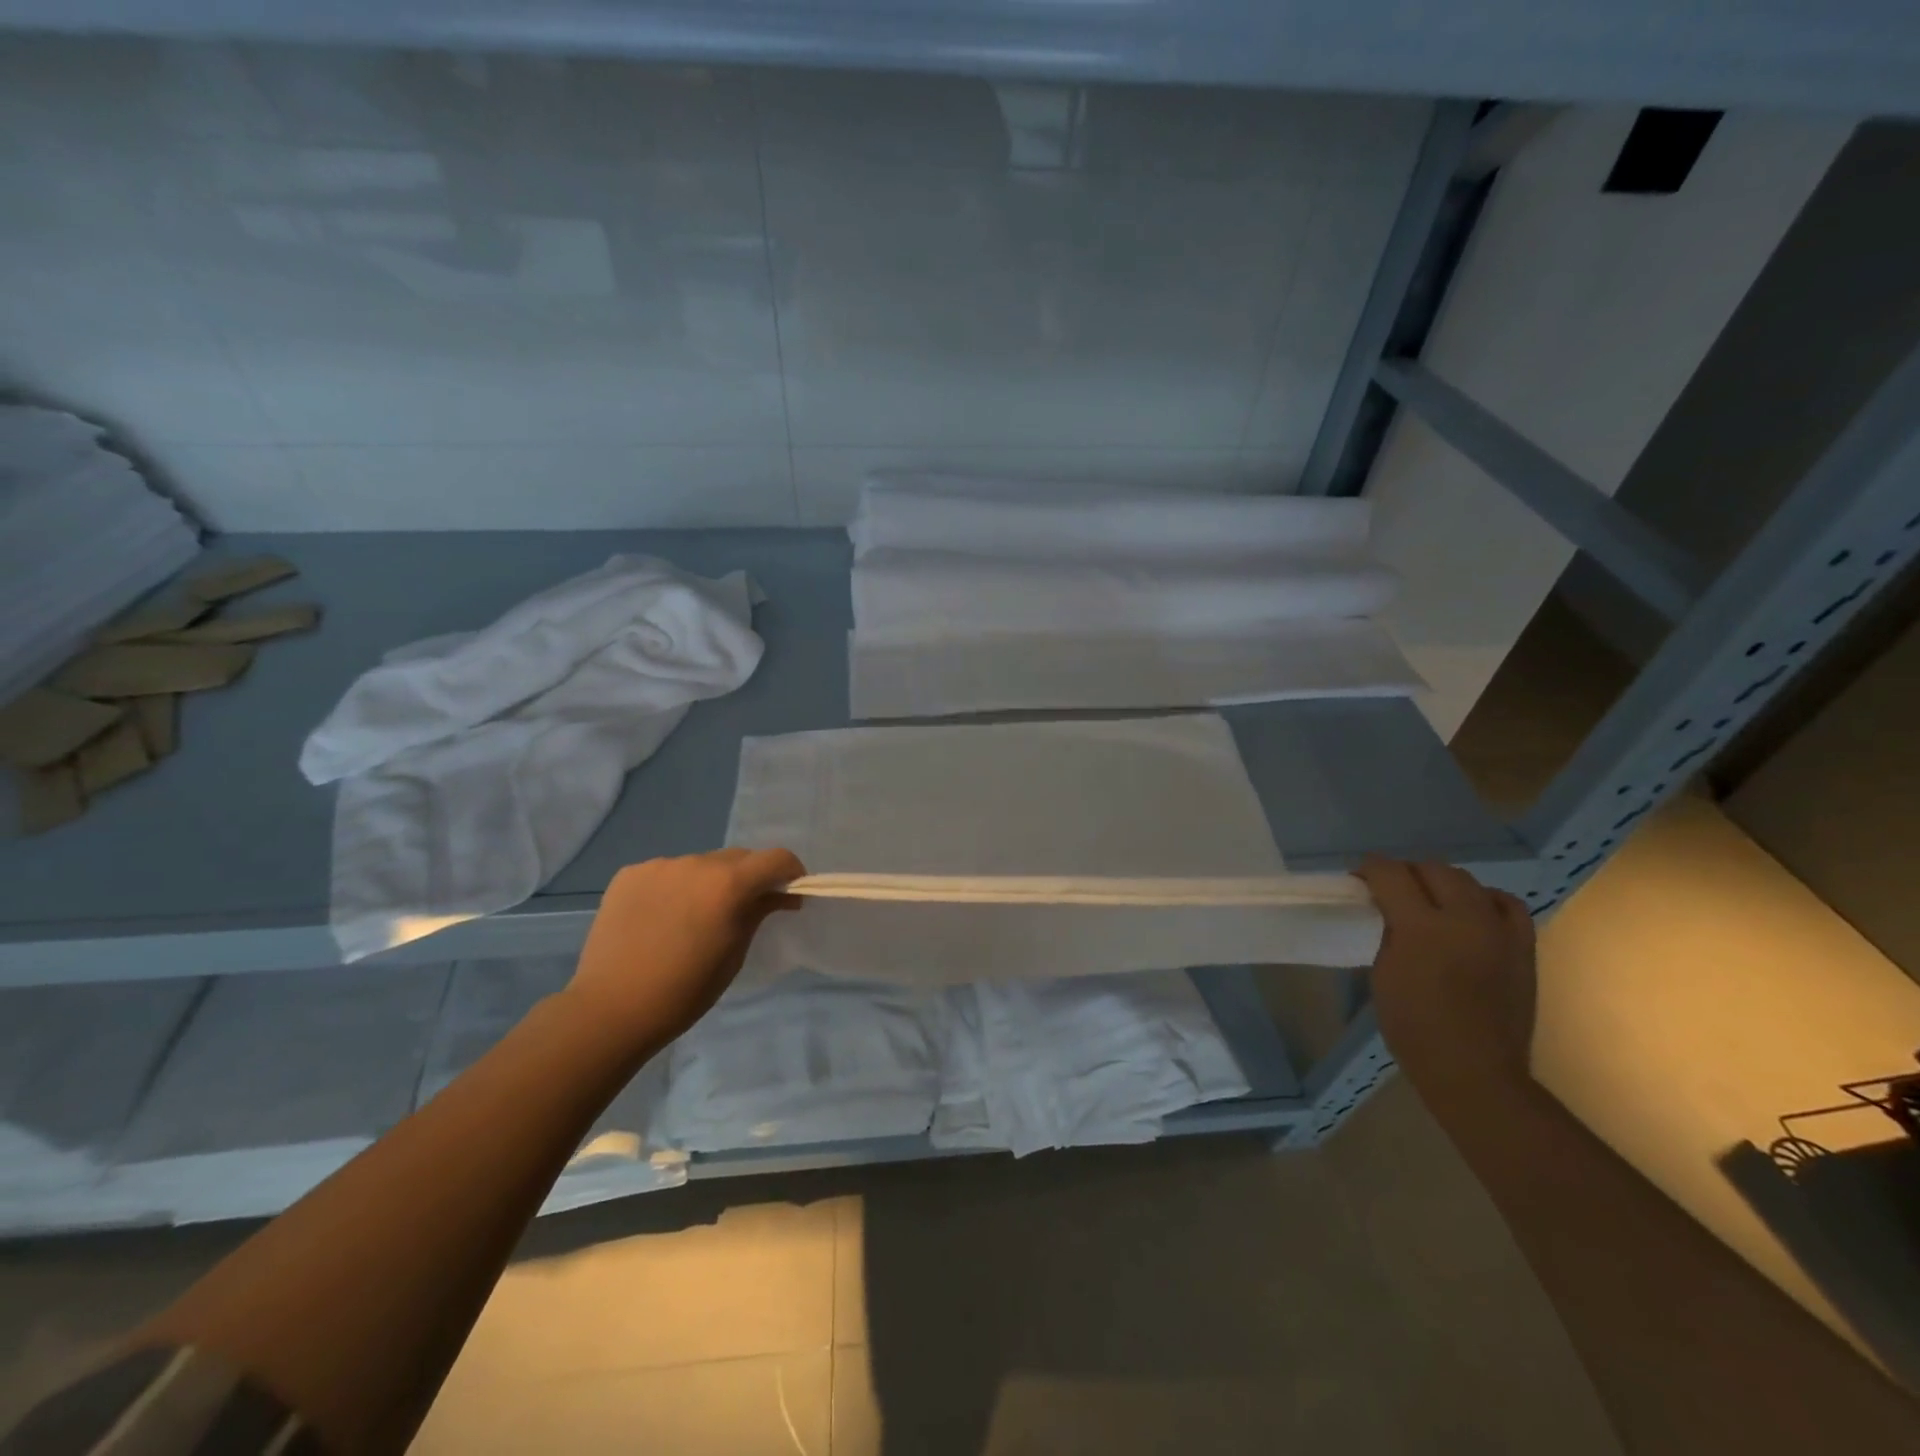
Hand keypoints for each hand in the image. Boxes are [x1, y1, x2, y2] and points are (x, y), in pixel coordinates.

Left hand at [562, 847, 805, 1052]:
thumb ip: (758, 912)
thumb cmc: (684, 991)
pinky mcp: (629, 874)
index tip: (790, 892)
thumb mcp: (734, 953)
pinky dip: (674, 888)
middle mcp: (696, 863)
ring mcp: (659, 865)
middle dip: (749, 878)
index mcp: (728, 884)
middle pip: (737, 858)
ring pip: (700, 865)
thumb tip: (779, 894)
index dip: (791, 872)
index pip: (776, 859)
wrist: (610, 1009)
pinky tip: (661, 918)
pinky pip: (666, 873)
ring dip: (708, 883)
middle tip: (743, 910)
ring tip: (693, 918)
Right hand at [1356, 856, 1536, 1101]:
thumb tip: (1389, 911)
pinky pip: (1506, 904)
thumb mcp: (1383, 973)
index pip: (1391, 873)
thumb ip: (1388, 932)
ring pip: (1468, 880)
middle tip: (1389, 890)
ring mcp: (1499, 930)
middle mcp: (1465, 918)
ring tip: (1429, 902)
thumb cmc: (1413, 1027)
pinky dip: (1484, 900)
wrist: (1473, 1070)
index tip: (1359, 878)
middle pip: (1432, 868)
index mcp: (1422, 927)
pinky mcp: (1523, 946)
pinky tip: (1471, 914)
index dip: (1370, 868)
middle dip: (1406, 872)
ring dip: (1442, 883)